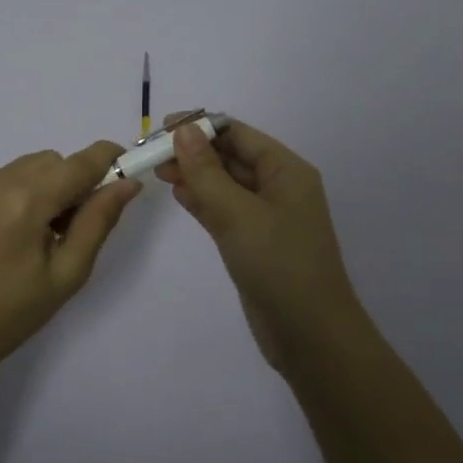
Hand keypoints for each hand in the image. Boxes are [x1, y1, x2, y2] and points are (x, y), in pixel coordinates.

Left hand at [0, 140, 141, 373]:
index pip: (78, 162)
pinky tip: (4, 236)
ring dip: (41, 187)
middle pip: (51, 161)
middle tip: (70, 226)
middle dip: (71, 181)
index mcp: (25, 202)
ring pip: (23, 167)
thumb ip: (98, 221)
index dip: (107, 159)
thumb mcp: (68, 273)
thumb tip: (128, 183)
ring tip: (35, 233)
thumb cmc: (14, 313)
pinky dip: (12, 196)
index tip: (124, 170)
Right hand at [156, 113, 366, 371]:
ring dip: (194, 174)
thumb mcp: (238, 214)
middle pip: (231, 156)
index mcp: (286, 171)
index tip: (162, 129)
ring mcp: (267, 216)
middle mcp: (279, 187)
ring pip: (225, 183)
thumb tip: (184, 130)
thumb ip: (207, 172)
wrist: (309, 335)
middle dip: (194, 151)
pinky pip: (225, 209)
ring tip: (157, 170)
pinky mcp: (254, 242)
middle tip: (152, 154)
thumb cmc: (279, 265)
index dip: (201, 127)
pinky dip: (202, 200)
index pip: (238, 134)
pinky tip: (178, 194)